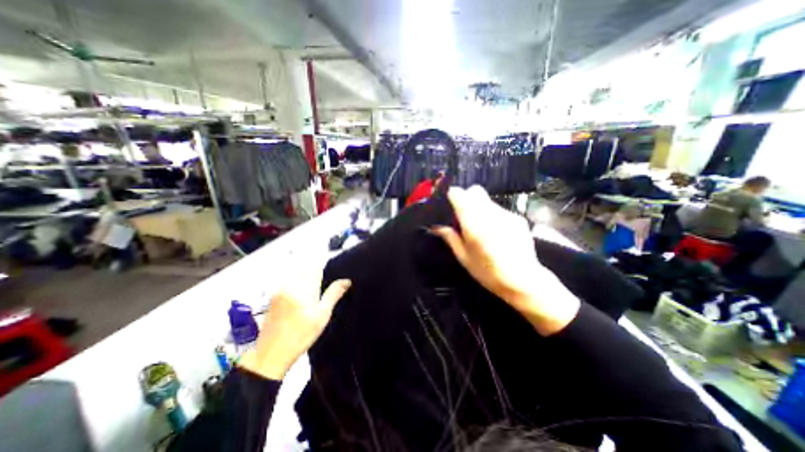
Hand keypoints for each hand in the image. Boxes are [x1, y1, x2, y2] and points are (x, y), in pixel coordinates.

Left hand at [238, 262, 352, 378]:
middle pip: (306, 267)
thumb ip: (334, 294)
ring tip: (315, 289)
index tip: (334, 271)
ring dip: (308, 276)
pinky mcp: (274, 295)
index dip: (326, 266)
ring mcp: (280, 289)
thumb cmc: (300, 336)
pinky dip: (298, 282)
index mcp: (303, 288)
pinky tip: (303, 296)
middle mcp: (290, 285)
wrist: (270, 355)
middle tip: (325, 282)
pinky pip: (289, 281)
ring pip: (297, 273)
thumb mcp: (322, 316)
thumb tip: (346, 281)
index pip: (316, 267)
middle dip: (317, 270)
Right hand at [435, 186, 577, 336]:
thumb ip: (450, 238)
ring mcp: (506, 214)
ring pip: (488, 200)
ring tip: (481, 227)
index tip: (450, 205)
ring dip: (479, 207)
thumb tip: (436, 227)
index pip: (459, 194)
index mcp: (474, 224)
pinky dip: (492, 215)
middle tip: (463, 215)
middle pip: (475, 190)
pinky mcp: (518, 218)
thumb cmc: (488, 273)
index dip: (452, 196)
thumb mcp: (464, 258)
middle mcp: (490, 214)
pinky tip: (496, 232)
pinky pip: (499, 209)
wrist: (524, 281)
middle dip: (466, 198)